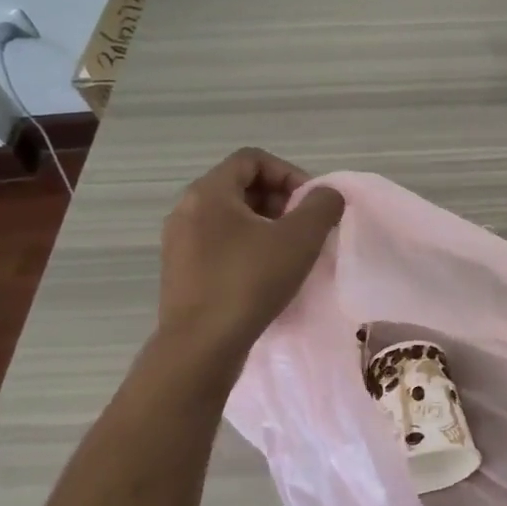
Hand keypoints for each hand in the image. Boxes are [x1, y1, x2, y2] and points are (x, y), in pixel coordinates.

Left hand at [158, 148, 344, 350]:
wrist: (201, 347)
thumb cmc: (250, 282)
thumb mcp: (300, 238)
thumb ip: (322, 206)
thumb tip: (327, 195)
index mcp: (209, 192)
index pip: (252, 159)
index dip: (289, 173)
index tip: (310, 203)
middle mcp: (187, 210)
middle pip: (241, 187)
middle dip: (280, 201)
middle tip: (305, 228)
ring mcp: (179, 243)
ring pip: (231, 218)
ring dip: (266, 227)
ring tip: (291, 254)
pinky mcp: (181, 272)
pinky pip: (219, 245)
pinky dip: (247, 249)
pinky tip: (267, 276)